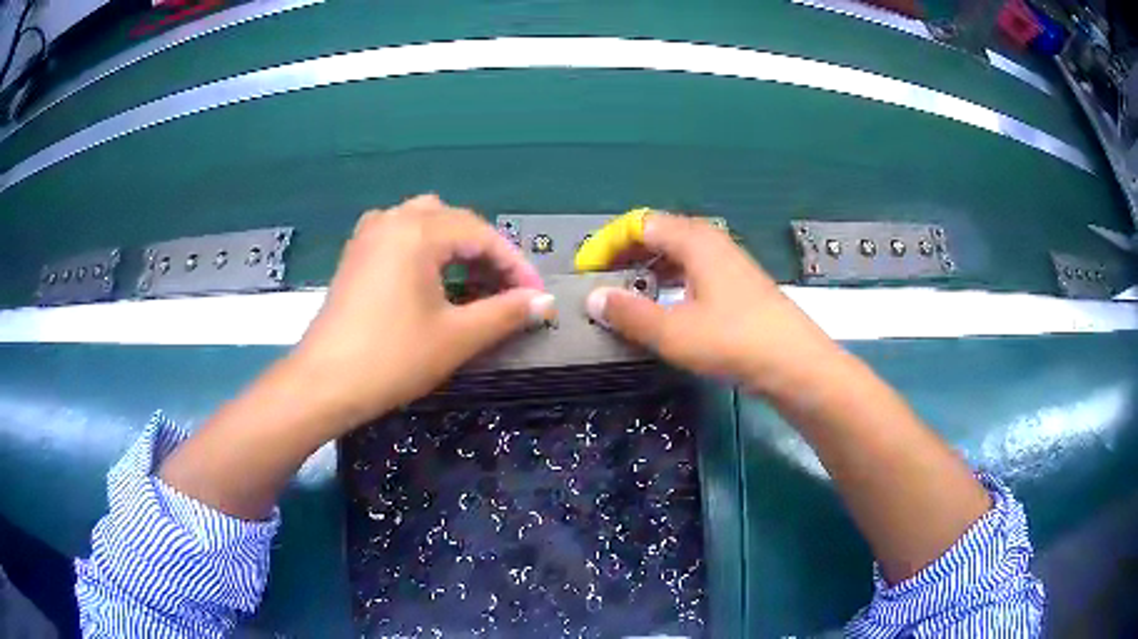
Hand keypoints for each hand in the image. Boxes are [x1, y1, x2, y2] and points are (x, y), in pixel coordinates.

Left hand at [291, 195, 552, 429]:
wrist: (324, 384)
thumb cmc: (392, 358)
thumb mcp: (457, 337)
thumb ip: (506, 313)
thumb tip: (545, 302)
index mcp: (418, 230)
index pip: (482, 234)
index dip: (515, 265)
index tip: (536, 296)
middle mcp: (392, 219)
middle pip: (454, 222)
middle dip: (486, 254)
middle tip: (506, 291)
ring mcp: (369, 235)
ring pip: (426, 223)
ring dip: (455, 247)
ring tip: (472, 282)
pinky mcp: (356, 254)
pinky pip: (400, 235)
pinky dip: (425, 249)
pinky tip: (430, 279)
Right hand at [584, 212, 839, 394]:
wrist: (796, 364)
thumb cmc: (734, 341)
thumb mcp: (673, 332)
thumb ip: (630, 314)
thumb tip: (593, 298)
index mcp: (694, 240)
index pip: (640, 224)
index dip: (609, 242)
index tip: (587, 270)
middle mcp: (712, 242)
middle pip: (659, 234)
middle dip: (626, 254)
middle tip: (602, 282)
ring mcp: (728, 264)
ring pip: (678, 254)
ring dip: (648, 269)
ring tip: (627, 295)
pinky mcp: (738, 287)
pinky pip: (694, 272)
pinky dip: (670, 282)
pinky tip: (665, 308)